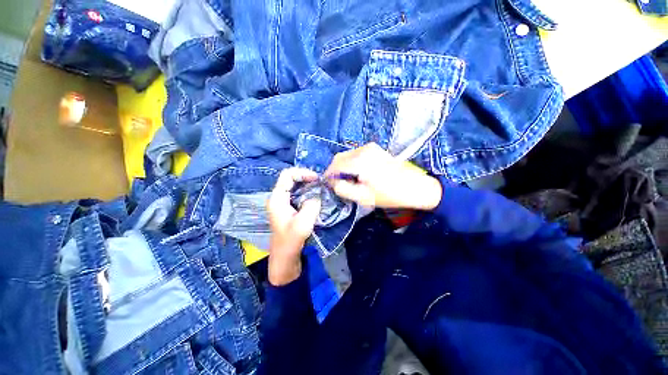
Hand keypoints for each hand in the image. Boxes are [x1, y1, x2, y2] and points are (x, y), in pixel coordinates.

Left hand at [267, 168, 321, 285]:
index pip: (287, 175)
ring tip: (321, 189)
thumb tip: (319, 194)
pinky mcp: (289, 209)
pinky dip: (309, 193)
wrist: (285, 258)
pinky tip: (317, 197)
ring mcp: (284, 203)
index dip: (302, 173)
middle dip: (307, 178)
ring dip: (309, 186)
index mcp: (277, 198)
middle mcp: (278, 197)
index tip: (317, 179)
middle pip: (292, 179)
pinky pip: (299, 194)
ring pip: (296, 186)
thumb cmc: (291, 241)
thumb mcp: (303, 223)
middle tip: (321, 183)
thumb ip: (312, 205)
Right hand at [325, 143, 441, 209]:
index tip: (328, 186)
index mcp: (360, 161)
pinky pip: (355, 154)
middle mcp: (363, 149)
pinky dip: (351, 163)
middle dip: (334, 171)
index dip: (328, 176)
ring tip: (349, 181)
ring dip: (343, 167)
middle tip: (337, 185)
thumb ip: (343, 189)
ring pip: (347, 156)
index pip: (335, 166)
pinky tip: (357, 174)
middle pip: (339, 158)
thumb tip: (333, 182)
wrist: (414, 187)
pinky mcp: (375, 149)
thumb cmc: (388, 195)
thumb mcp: (362, 197)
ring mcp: (370, 147)